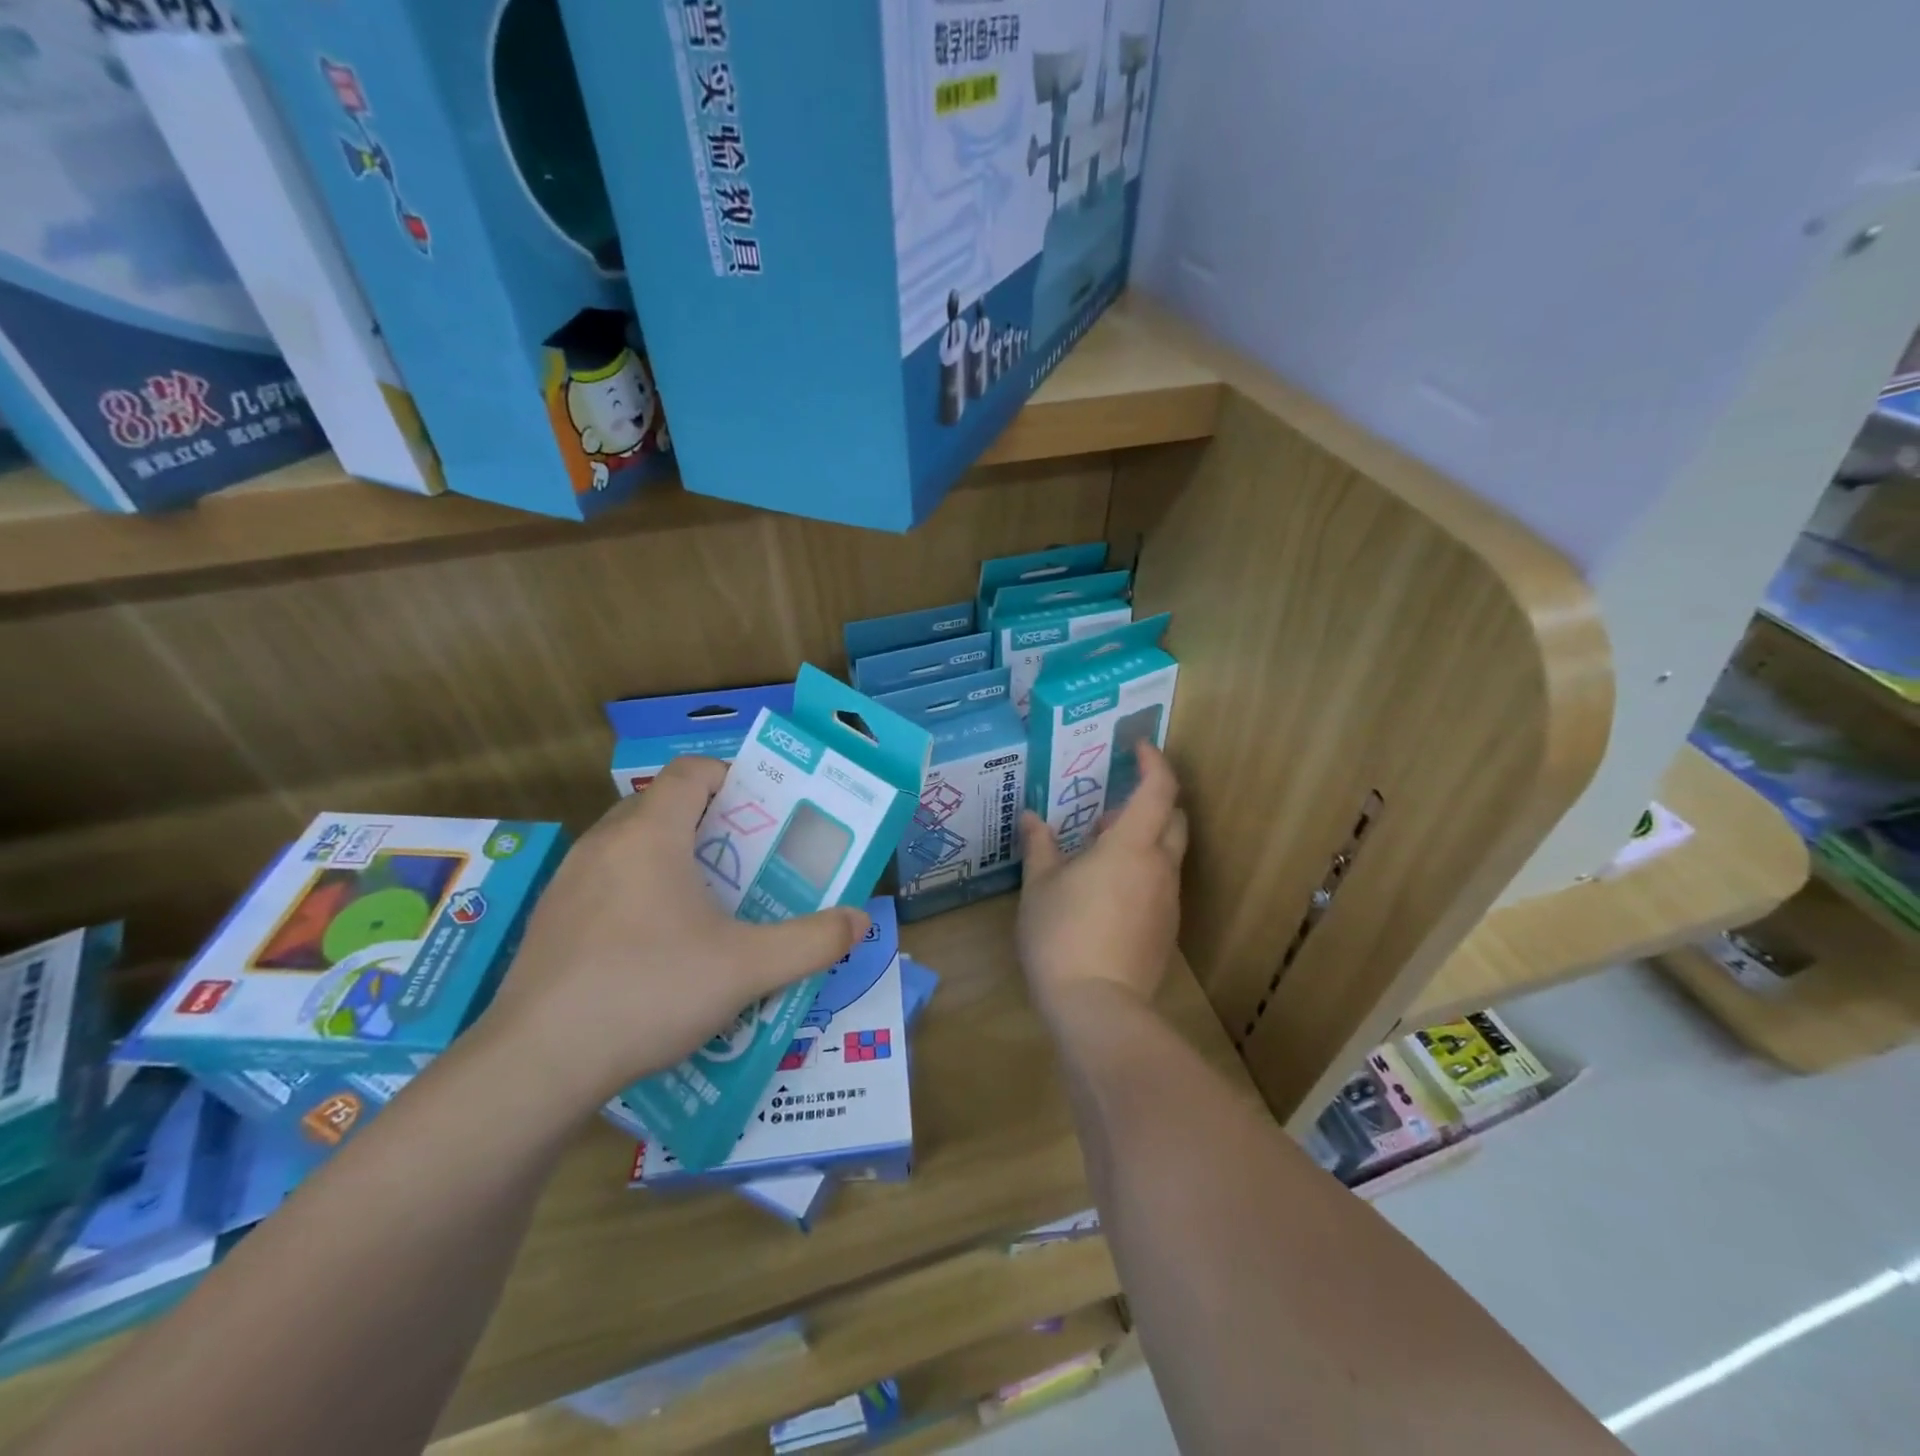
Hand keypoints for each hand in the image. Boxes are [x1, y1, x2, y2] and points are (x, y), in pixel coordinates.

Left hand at [474, 757, 868, 1112]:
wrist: (536, 1063)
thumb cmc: (650, 991)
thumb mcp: (747, 968)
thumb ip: (812, 941)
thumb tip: (860, 921)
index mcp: (651, 833)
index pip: (692, 771)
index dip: (732, 778)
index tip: (764, 812)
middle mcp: (605, 843)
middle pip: (663, 804)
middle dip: (710, 822)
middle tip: (748, 861)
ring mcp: (569, 881)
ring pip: (631, 844)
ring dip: (672, 857)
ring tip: (708, 904)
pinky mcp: (550, 920)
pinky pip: (605, 881)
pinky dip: (639, 891)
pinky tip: (657, 947)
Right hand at [1017, 744, 1188, 1027]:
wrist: (1096, 1007)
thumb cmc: (1062, 934)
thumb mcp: (1039, 885)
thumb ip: (1039, 845)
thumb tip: (1031, 818)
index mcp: (1132, 845)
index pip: (1159, 788)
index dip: (1153, 761)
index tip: (1137, 747)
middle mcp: (1160, 867)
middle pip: (1174, 818)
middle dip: (1149, 804)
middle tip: (1108, 814)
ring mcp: (1169, 901)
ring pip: (1168, 854)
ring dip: (1143, 841)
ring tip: (1098, 857)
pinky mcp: (1166, 930)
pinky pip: (1161, 885)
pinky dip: (1142, 872)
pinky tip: (1106, 895)